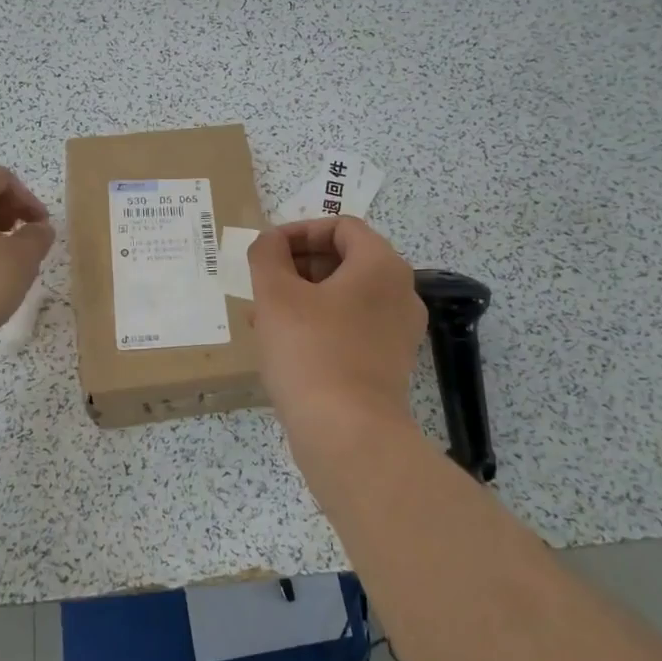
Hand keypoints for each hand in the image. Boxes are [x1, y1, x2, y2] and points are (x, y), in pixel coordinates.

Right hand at [247, 217, 428, 449]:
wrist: (348, 433)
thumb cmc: (311, 352)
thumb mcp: (276, 295)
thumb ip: (268, 255)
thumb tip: (270, 241)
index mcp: (381, 265)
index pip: (341, 226)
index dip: (298, 231)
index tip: (266, 251)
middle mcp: (400, 291)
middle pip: (344, 259)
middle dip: (297, 266)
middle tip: (261, 283)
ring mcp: (398, 330)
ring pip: (344, 296)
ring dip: (302, 296)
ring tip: (262, 315)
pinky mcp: (389, 362)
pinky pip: (351, 326)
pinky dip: (319, 324)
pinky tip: (283, 344)